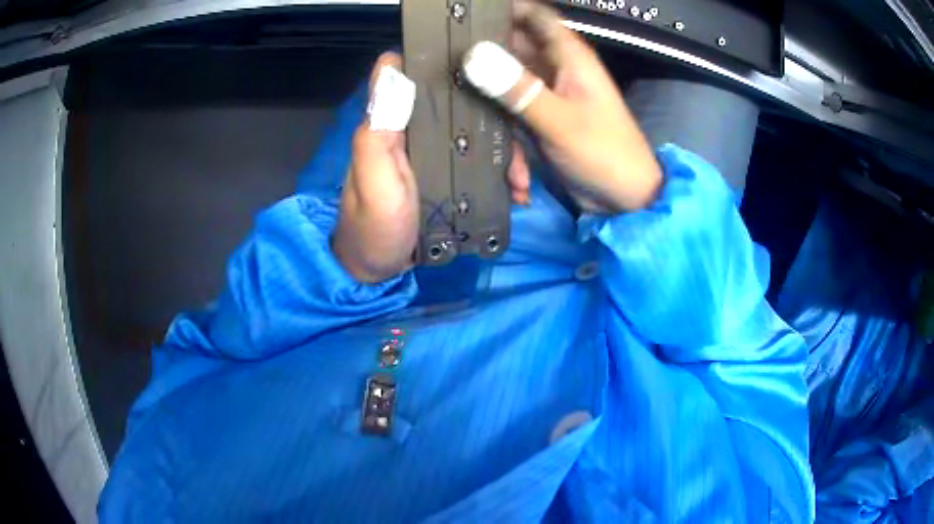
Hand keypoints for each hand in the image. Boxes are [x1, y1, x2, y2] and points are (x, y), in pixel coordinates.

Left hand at [332, 52, 535, 281]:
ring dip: (506, 154)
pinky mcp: (449, 175)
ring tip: (521, 184)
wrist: (377, 270)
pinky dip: (501, 175)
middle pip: (465, 106)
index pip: (424, 76)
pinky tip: (515, 193)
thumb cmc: (373, 224)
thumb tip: (392, 65)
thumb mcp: (372, 176)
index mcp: (397, 121)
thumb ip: (379, 128)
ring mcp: (436, 152)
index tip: (491, 68)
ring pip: (480, 135)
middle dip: (500, 124)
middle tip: (520, 159)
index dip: (453, 64)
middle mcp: (418, 129)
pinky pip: (481, 163)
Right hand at [463, 0, 662, 213]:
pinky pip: (513, 122)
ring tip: (506, 159)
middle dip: (483, 69)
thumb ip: (517, 89)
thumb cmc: (605, 153)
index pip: (532, 15)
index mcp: (568, 57)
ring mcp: (546, 97)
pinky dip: (512, 149)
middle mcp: (554, 70)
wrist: (625, 201)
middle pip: (509, 51)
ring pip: (505, 90)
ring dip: (498, 122)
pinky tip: (519, 178)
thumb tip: (472, 58)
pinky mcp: (540, 121)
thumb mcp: (559, 121)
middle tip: (451, 84)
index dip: (501, 12)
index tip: (464, 21)